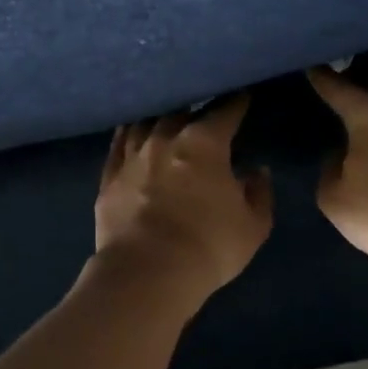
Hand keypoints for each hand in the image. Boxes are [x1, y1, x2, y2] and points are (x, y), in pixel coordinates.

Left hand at [94, 96, 272, 301]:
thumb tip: (256, 171)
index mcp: (204, 143)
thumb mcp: (253, 226)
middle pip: (180, 111)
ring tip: (165, 116)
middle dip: (194, 108)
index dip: (235, 103)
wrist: (147, 272)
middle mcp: (165, 139)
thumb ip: (258, 193)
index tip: (242, 96)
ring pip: (145, 123)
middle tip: (202, 109)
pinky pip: (118, 146)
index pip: (224, 112)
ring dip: (159, 118)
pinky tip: (131, 132)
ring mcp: (132, 156)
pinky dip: (128, 135)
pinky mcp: (109, 178)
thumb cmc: (209, 247)